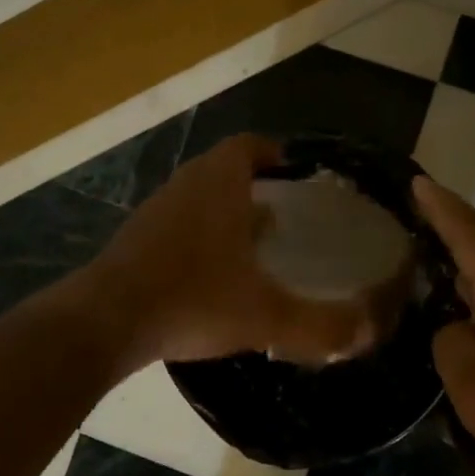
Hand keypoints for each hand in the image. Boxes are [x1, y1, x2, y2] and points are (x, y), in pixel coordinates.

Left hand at [88, 134, 378, 368]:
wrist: (105, 323)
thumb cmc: (192, 301)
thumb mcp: (265, 316)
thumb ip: (322, 324)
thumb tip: (370, 330)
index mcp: (218, 184)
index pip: (250, 145)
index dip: (275, 153)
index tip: (297, 174)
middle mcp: (184, 187)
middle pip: (223, 170)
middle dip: (255, 186)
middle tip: (285, 216)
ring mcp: (154, 213)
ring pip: (198, 199)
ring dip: (225, 213)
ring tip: (254, 247)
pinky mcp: (134, 241)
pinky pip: (177, 227)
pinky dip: (200, 239)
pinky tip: (212, 278)